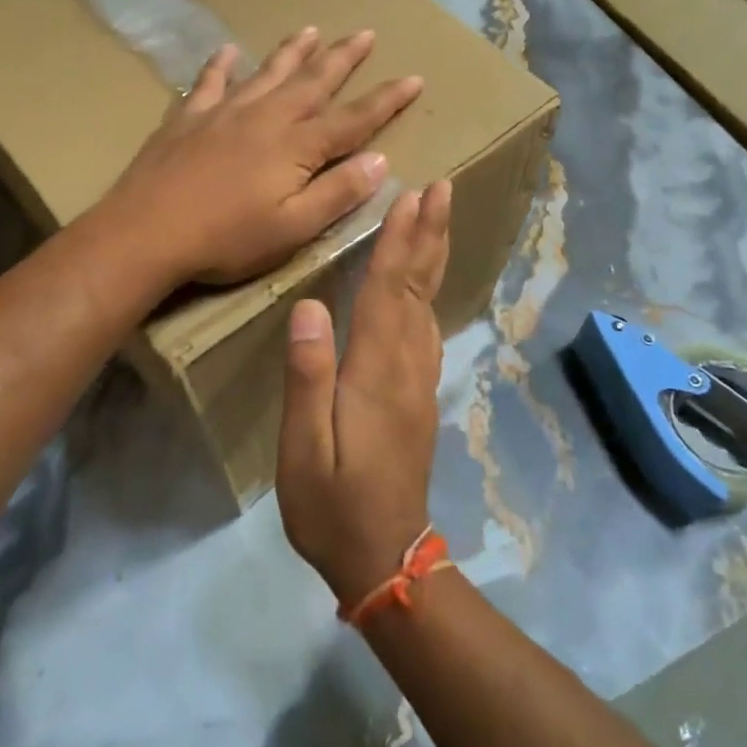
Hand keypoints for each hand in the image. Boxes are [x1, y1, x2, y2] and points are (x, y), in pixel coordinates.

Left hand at [102, 27, 422, 285]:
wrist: (146, 231)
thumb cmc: (226, 239)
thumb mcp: (293, 228)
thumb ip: (338, 193)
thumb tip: (380, 160)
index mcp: (297, 147)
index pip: (353, 119)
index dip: (386, 100)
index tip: (413, 77)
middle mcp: (266, 118)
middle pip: (313, 82)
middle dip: (342, 58)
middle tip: (365, 33)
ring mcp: (224, 112)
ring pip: (267, 73)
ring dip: (292, 52)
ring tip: (311, 30)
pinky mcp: (187, 118)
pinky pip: (209, 82)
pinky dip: (222, 64)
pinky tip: (229, 50)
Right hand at [275, 180, 451, 608]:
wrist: (385, 558)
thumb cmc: (331, 505)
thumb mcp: (303, 448)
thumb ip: (308, 377)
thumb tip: (311, 308)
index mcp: (377, 374)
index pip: (390, 293)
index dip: (401, 242)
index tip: (413, 196)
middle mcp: (407, 367)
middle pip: (420, 289)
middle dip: (430, 235)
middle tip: (443, 188)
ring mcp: (418, 382)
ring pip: (428, 304)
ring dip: (433, 257)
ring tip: (436, 218)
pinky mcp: (418, 396)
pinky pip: (427, 328)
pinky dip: (428, 291)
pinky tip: (424, 282)